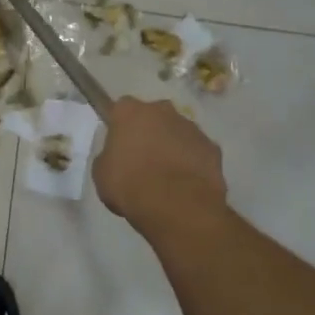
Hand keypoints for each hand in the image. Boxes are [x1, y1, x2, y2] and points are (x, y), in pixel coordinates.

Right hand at [93, 97, 227, 229]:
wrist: (176, 205)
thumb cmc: (129, 185)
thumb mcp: (102, 173)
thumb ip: (109, 156)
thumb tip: (117, 156)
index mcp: (130, 112)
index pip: (121, 108)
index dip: (120, 125)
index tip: (119, 143)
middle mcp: (162, 110)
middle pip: (153, 115)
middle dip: (149, 131)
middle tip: (143, 158)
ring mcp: (191, 127)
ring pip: (178, 132)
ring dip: (172, 146)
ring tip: (167, 176)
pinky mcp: (212, 147)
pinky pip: (197, 151)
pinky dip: (192, 162)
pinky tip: (186, 183)